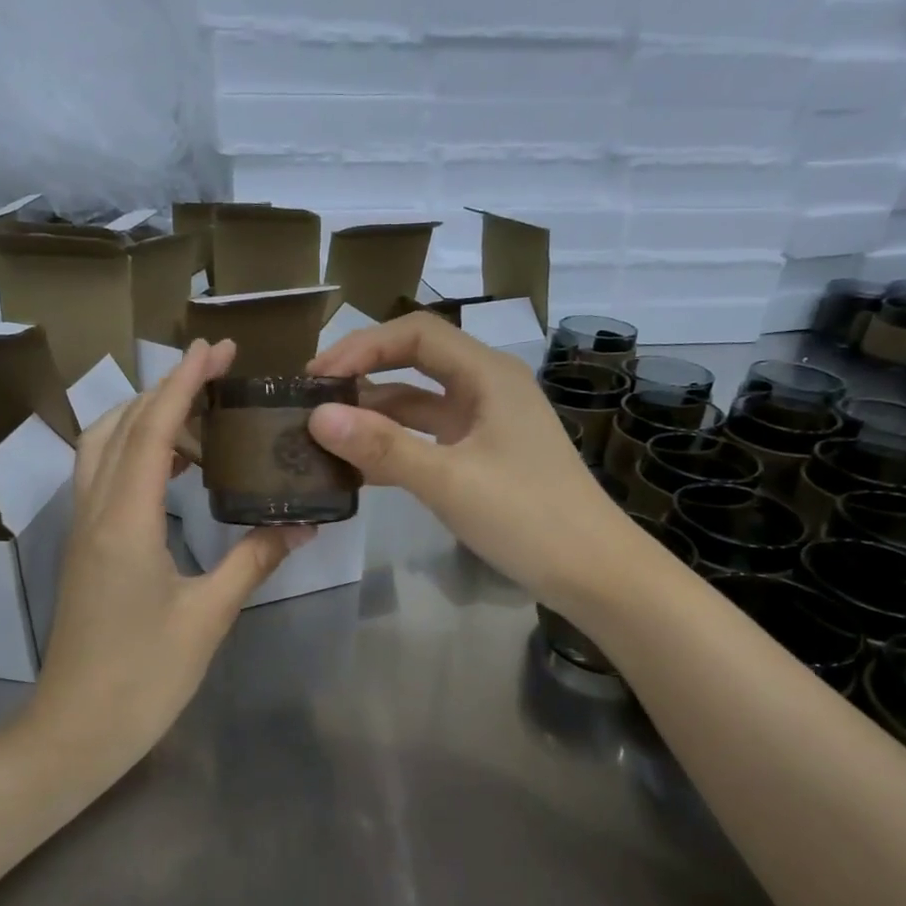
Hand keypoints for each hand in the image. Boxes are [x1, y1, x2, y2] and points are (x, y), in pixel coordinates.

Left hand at [22, 339, 309, 764]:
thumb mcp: (209, 616)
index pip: (154, 428)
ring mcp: (82, 529)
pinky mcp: (84, 548)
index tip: (216, 347)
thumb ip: (253, 561)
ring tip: (200, 421)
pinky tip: (174, 472)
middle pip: (121, 424)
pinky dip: (135, 453)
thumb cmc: (144, 676)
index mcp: (126, 520)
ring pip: (103, 447)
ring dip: (145, 419)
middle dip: (165, 388)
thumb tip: (301, 526)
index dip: (184, 381)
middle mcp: (95, 511)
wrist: (76, 730)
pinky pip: (103, 477)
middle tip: (217, 378)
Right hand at [307, 313, 628, 609]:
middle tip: (312, 400)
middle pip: (415, 363)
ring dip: (375, 415)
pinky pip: (429, 439)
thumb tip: (317, 417)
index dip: (362, 346)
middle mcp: (487, 388)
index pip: (416, 334)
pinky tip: (359, 467)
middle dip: (364, 375)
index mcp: (488, 374)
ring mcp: (486, 425)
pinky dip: (395, 447)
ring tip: (324, 435)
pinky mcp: (483, 458)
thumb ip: (383, 447)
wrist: (593, 572)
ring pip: (419, 405)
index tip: (317, 378)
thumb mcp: (449, 481)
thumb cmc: (528, 517)